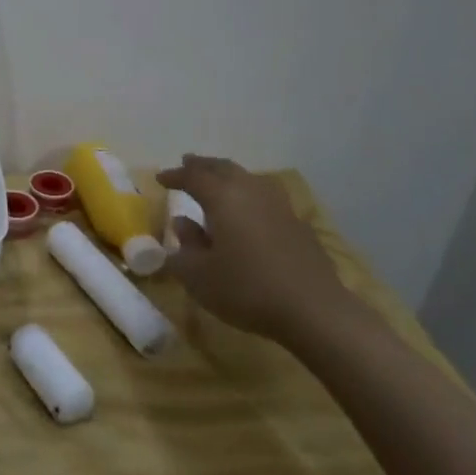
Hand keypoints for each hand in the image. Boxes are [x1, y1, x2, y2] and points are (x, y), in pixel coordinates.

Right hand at [157, 155, 352, 343]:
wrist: (314, 311)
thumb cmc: (246, 289)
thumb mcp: (198, 276)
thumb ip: (184, 247)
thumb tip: (182, 224)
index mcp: (223, 198)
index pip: (193, 177)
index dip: (175, 175)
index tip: (160, 179)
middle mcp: (251, 192)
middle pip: (224, 168)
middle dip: (203, 166)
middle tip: (187, 163)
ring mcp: (279, 206)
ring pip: (248, 179)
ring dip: (228, 176)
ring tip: (217, 183)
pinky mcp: (299, 225)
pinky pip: (266, 197)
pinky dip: (249, 195)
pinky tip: (248, 211)